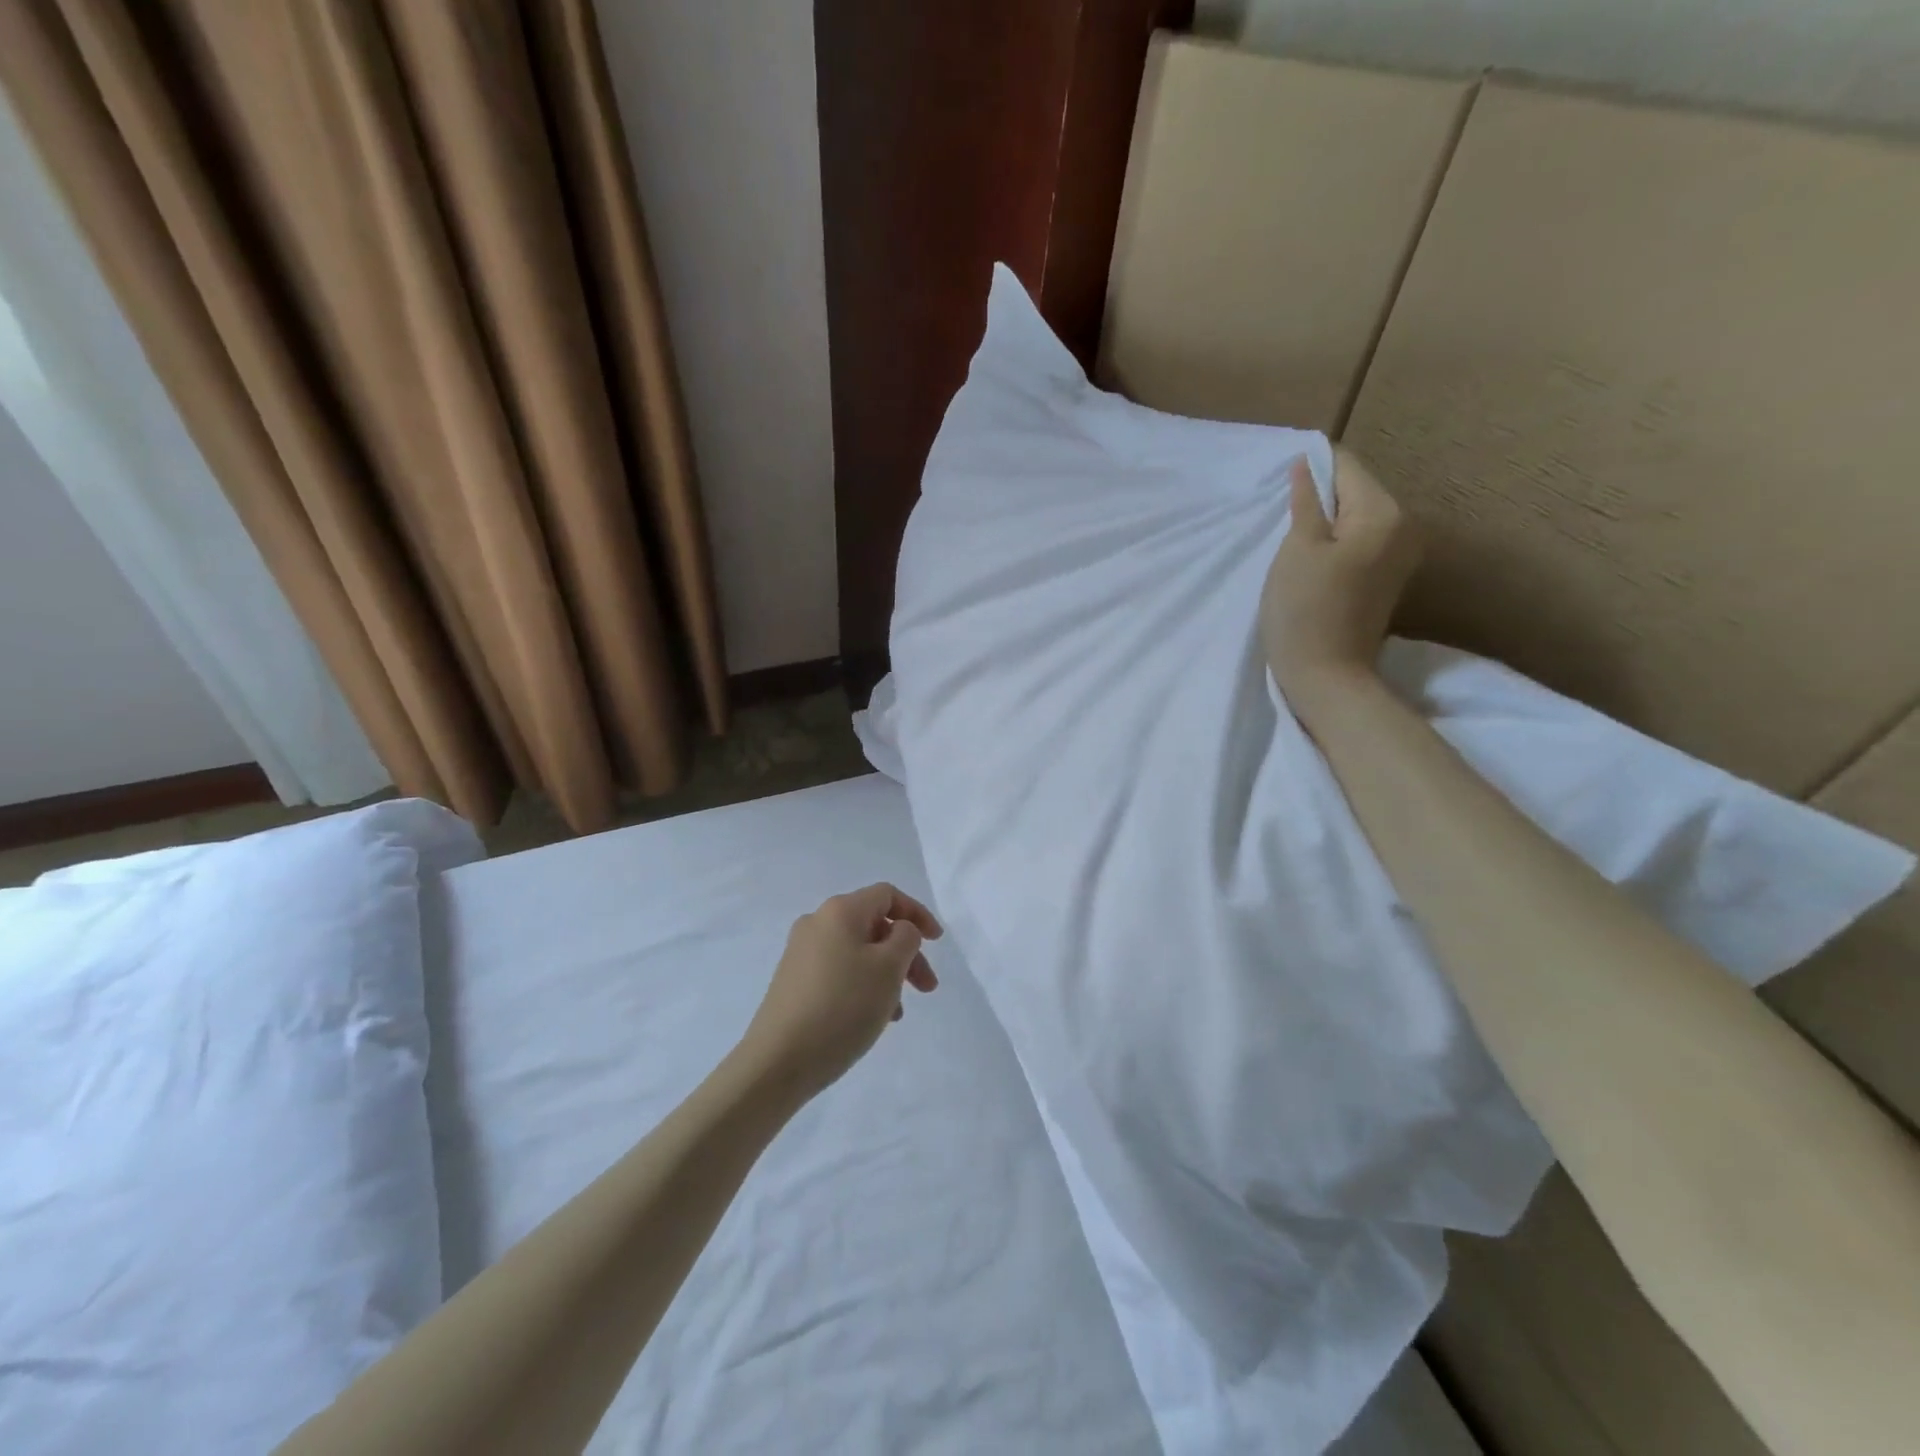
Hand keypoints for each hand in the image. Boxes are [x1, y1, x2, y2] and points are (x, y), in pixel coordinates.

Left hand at [737, 884, 942, 1100]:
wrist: (777, 1061)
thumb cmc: (842, 1006)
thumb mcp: (888, 968)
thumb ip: (906, 938)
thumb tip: (899, 930)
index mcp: (840, 911)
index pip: (887, 895)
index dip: (917, 913)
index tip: (938, 942)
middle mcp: (817, 923)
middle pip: (873, 925)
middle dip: (906, 953)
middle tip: (927, 988)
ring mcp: (801, 953)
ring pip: (858, 952)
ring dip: (886, 974)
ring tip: (898, 1013)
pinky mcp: (793, 982)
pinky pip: (840, 972)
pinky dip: (863, 986)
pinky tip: (871, 1018)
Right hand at [1260, 447, 1421, 712]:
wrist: (1327, 677)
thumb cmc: (1304, 610)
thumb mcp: (1296, 549)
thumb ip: (1305, 502)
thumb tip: (1306, 465)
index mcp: (1383, 512)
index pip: (1346, 466)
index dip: (1310, 468)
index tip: (1279, 481)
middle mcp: (1404, 526)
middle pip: (1354, 491)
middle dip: (1318, 496)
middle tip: (1279, 513)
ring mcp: (1399, 554)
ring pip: (1355, 518)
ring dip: (1323, 522)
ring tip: (1290, 537)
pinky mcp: (1387, 578)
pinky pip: (1359, 542)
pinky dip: (1333, 543)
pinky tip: (1309, 560)